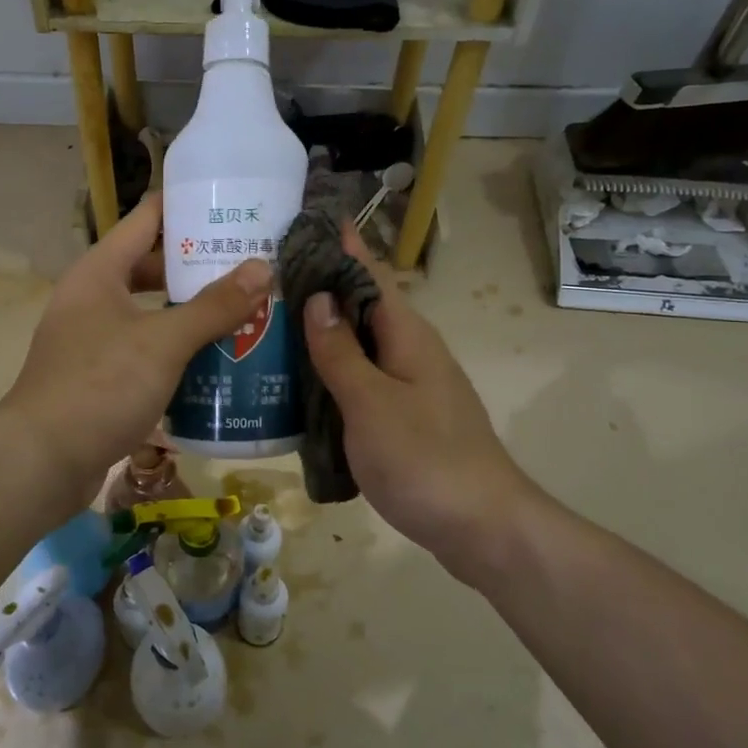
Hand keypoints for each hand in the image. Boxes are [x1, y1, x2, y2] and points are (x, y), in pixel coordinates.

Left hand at [0, 192, 269, 501]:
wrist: (41, 462)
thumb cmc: (100, 386)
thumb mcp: (163, 342)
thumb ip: (213, 306)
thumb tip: (262, 268)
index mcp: (100, 271)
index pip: (147, 218)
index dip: (188, 206)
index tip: (234, 206)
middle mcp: (92, 297)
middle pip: (152, 267)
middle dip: (199, 267)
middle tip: (252, 266)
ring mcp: (92, 338)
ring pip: (151, 312)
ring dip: (191, 313)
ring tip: (244, 311)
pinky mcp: (98, 376)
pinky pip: (145, 350)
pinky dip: (176, 350)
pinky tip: (214, 362)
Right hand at [302, 227, 541, 588]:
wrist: (481, 527)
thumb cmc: (423, 458)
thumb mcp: (370, 401)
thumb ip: (341, 351)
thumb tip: (319, 297)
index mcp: (407, 335)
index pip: (370, 275)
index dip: (342, 246)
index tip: (305, 220)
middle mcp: (412, 352)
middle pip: (362, 309)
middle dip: (321, 290)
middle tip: (266, 279)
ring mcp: (410, 388)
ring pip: (360, 348)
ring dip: (322, 335)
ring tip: (271, 327)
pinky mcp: (405, 420)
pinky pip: (362, 382)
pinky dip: (332, 375)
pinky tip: (299, 386)